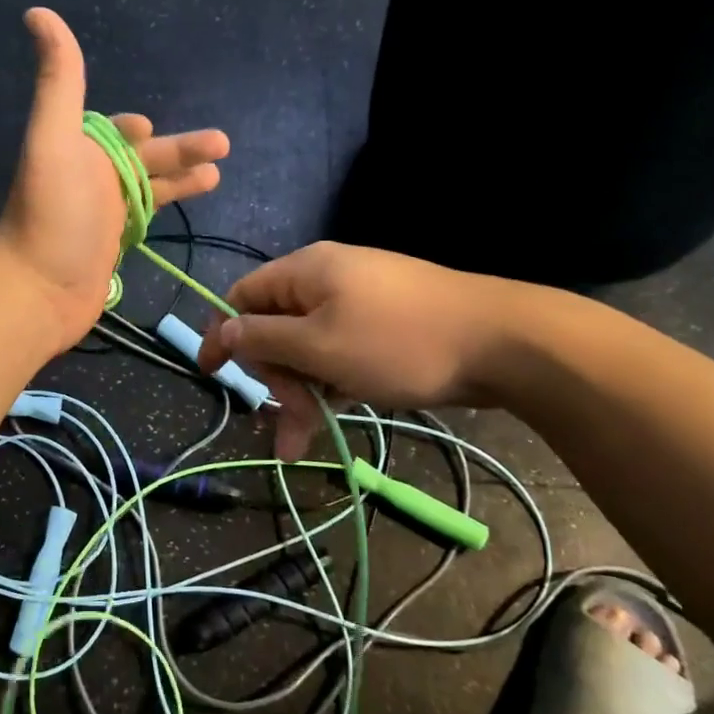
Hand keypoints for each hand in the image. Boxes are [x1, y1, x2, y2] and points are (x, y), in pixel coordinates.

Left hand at [0, 8, 229, 348]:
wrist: (38, 290)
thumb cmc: (51, 214)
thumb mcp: (55, 139)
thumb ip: (59, 81)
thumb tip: (38, 12)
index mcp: (78, 150)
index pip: (111, 131)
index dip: (131, 128)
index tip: (148, 126)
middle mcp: (89, 179)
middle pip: (142, 159)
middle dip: (179, 150)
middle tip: (222, 144)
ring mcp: (101, 216)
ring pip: (149, 189)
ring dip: (181, 179)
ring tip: (218, 174)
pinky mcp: (112, 248)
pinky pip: (144, 220)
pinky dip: (166, 211)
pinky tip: (188, 211)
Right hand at [196, 242, 535, 458]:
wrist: (503, 343)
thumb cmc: (397, 342)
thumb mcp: (319, 345)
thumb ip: (263, 338)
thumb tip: (222, 329)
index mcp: (305, 272)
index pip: (242, 296)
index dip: (222, 334)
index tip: (211, 374)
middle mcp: (327, 281)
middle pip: (276, 327)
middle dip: (274, 377)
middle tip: (287, 421)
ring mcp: (359, 304)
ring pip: (309, 348)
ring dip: (302, 392)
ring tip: (305, 442)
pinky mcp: (384, 327)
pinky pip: (340, 353)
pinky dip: (331, 385)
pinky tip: (333, 417)